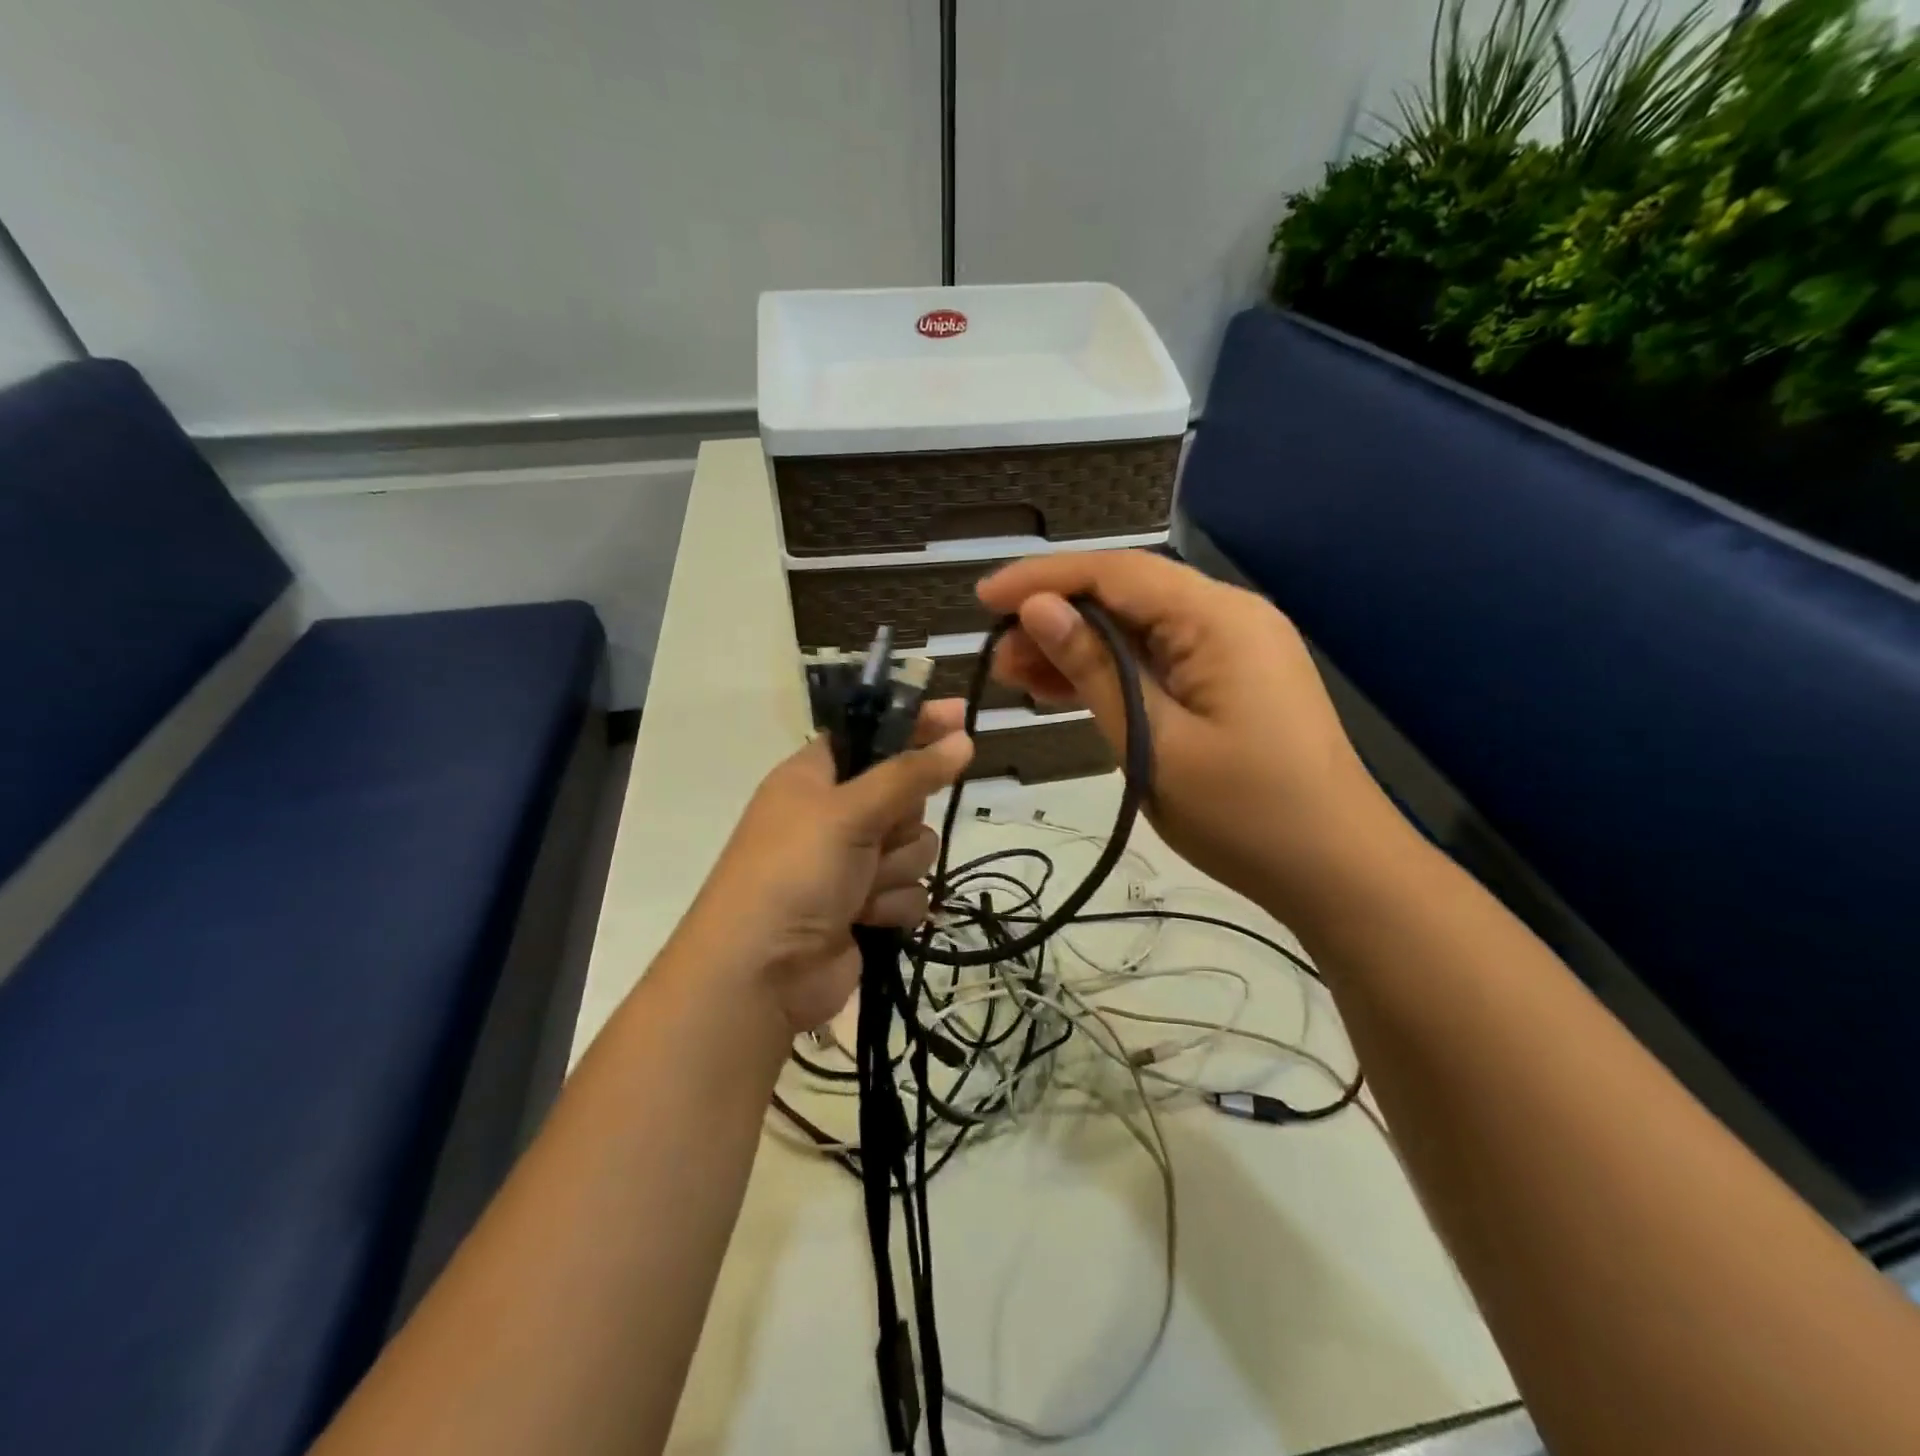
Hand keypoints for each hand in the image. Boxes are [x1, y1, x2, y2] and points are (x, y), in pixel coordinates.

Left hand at [680, 702, 972, 1035]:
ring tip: (862, 888)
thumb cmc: (794, 872)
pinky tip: (866, 919)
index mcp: (815, 777)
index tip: (959, 716)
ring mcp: (852, 863)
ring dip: (896, 869)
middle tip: (877, 834)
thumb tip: (962, 738)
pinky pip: (911, 890)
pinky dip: (893, 905)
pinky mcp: (868, 906)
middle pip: (905, 796)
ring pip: (915, 846)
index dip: (913, 725)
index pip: (873, 735)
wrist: (762, 974)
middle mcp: (835, 815)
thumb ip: (909, 774)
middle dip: (901, 821)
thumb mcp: (849, 811)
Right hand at [978, 552, 1391, 921]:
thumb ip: (1094, 669)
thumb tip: (1038, 610)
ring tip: (1019, 677)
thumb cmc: (1244, 813)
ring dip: (1079, 648)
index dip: (1043, 579)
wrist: (1337, 870)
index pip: (1115, 573)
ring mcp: (1235, 648)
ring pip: (1139, 629)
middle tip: (998, 658)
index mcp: (1216, 619)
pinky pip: (1161, 660)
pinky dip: (1113, 672)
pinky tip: (1067, 691)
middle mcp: (1229, 616)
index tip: (983, 599)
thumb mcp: (1153, 742)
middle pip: (1127, 595)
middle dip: (1056, 617)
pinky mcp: (1233, 680)